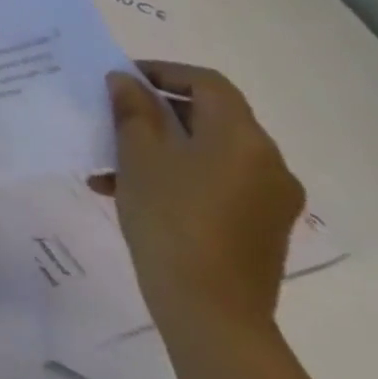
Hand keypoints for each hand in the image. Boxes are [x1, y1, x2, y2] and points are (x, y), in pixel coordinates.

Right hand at [90, 61, 303, 340]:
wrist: (209, 306)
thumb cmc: (170, 216)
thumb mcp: (138, 154)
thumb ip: (133, 109)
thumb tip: (126, 80)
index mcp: (243, 139)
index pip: (208, 84)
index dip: (163, 72)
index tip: (120, 79)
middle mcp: (268, 162)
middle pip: (209, 117)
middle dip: (154, 112)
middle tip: (109, 117)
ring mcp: (268, 198)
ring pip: (206, 152)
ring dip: (158, 147)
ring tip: (109, 163)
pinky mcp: (259, 226)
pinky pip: (214, 182)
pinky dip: (175, 175)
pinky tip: (129, 192)